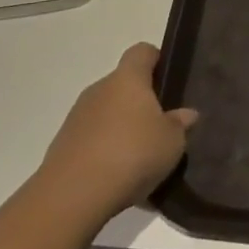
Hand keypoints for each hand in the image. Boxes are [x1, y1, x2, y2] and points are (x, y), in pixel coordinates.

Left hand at [34, 43, 197, 221]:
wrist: (73, 195)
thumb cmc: (132, 153)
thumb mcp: (172, 141)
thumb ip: (180, 124)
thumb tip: (186, 114)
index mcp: (127, 79)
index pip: (142, 52)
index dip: (157, 60)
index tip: (170, 80)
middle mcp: (99, 90)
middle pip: (123, 85)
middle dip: (142, 101)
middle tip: (162, 125)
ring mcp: (77, 118)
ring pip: (107, 114)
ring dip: (122, 128)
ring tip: (142, 157)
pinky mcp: (63, 146)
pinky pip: (92, 140)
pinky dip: (106, 151)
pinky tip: (120, 177)